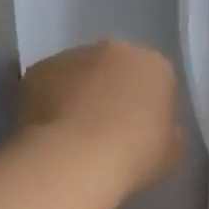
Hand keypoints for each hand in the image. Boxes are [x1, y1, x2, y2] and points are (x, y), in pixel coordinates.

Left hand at [18, 40, 184, 194]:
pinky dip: (48, 101)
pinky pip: (48, 84)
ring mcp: (73, 55)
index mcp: (155, 66)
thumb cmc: (133, 156)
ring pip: (79, 73)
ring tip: (72, 133)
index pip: (155, 80)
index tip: (139, 133)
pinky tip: (49, 131)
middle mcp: (115, 50)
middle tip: (105, 130)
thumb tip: (154, 129)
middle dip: (111, 91)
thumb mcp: (170, 153)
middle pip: (116, 68)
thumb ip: (167, 133)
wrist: (76, 159)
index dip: (147, 107)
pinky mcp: (38, 69)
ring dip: (78, 93)